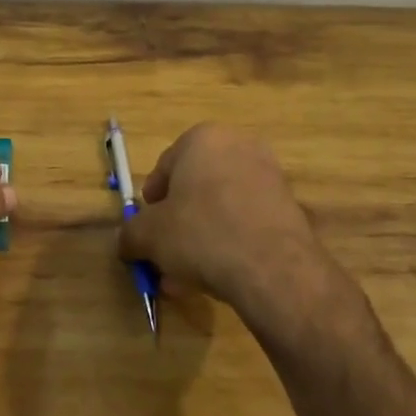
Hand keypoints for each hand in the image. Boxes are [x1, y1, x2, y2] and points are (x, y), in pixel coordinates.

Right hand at [118, 124, 334, 320]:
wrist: (273, 267)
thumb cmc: (201, 233)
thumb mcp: (149, 235)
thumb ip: (131, 234)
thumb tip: (125, 243)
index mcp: (203, 138)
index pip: (164, 167)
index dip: (151, 203)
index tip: (147, 231)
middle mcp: (238, 146)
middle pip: (195, 188)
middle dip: (178, 224)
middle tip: (166, 255)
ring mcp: (269, 175)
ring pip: (221, 208)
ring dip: (201, 238)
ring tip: (188, 277)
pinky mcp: (289, 206)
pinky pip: (246, 221)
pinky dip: (230, 242)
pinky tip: (219, 277)